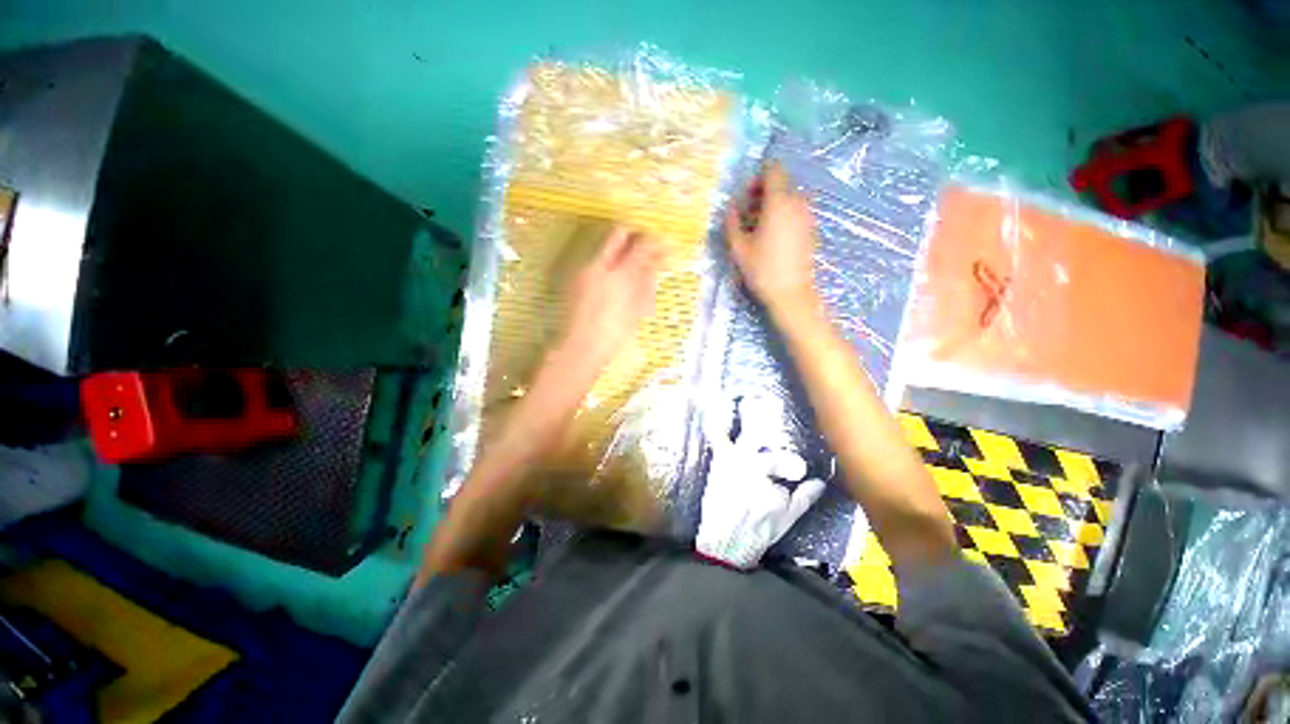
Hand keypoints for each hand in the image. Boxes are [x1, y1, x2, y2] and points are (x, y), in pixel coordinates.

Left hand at [556, 225, 662, 373]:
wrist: (579, 347)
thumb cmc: (613, 335)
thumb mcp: (636, 310)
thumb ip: (646, 282)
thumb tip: (655, 263)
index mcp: (620, 276)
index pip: (642, 245)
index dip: (655, 243)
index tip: (662, 248)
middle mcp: (599, 265)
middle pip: (618, 232)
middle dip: (634, 236)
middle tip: (645, 248)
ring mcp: (583, 268)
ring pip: (604, 244)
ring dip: (620, 248)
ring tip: (630, 266)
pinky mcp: (574, 275)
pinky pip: (595, 258)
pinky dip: (608, 261)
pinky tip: (614, 279)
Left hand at [697, 396, 825, 567]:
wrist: (722, 542)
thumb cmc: (756, 532)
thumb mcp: (786, 520)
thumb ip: (804, 499)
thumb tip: (820, 480)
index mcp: (769, 484)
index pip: (785, 464)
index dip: (790, 465)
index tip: (798, 469)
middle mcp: (751, 468)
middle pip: (764, 440)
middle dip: (769, 421)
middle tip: (769, 401)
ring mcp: (732, 462)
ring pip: (744, 433)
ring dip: (747, 413)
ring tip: (748, 396)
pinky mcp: (719, 460)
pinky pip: (717, 436)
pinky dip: (718, 420)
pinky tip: (717, 404)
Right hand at [725, 163, 820, 318]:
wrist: (791, 293)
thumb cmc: (762, 269)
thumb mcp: (738, 247)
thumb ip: (732, 222)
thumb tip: (731, 208)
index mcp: (779, 202)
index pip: (773, 170)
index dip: (757, 179)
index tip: (746, 199)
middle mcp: (798, 202)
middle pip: (780, 184)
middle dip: (762, 195)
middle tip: (747, 217)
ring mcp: (808, 215)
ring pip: (788, 198)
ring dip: (772, 206)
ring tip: (758, 230)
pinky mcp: (811, 229)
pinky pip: (796, 211)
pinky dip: (783, 216)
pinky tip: (772, 239)